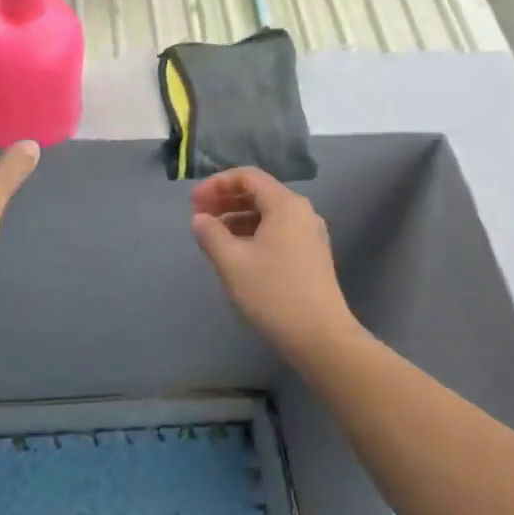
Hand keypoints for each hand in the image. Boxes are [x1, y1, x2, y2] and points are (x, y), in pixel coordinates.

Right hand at [191, 168, 359, 364]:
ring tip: (212, 235)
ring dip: (237, 217)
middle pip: (259, 192)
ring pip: (267, 213)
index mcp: (285, 205)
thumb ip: (211, 234)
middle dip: (225, 200)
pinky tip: (236, 252)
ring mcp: (310, 234)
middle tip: (198, 216)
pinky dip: (252, 232)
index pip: (247, 177)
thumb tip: (200, 219)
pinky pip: (277, 231)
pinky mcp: (311, 255)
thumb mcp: (232, 262)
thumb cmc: (273, 293)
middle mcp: (302, 212)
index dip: (216, 184)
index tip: (193, 203)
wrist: (320, 337)